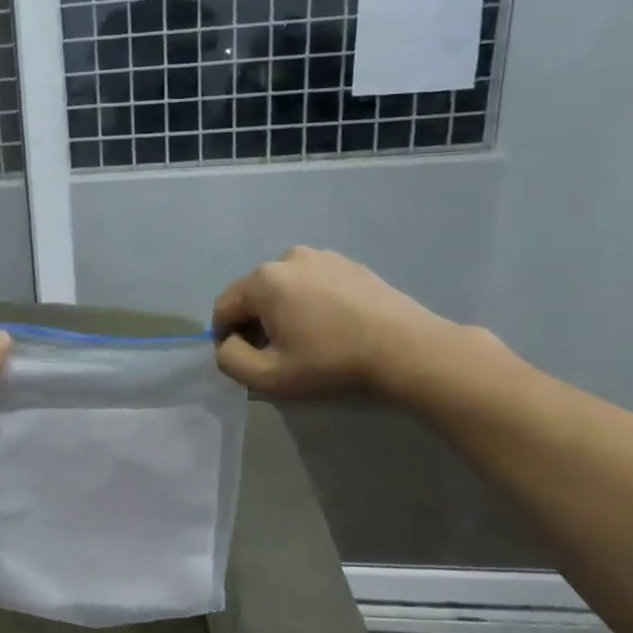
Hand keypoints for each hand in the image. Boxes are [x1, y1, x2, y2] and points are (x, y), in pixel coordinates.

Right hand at [211, 247, 456, 398]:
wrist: (408, 350)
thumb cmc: (332, 363)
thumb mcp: (269, 376)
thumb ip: (230, 360)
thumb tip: (229, 343)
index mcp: (264, 279)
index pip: (224, 308)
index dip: (227, 338)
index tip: (250, 361)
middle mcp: (288, 258)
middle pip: (253, 295)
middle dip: (257, 323)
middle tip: (281, 355)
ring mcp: (322, 256)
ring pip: (284, 289)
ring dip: (284, 312)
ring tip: (309, 341)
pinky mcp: (349, 264)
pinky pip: (313, 284)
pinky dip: (311, 303)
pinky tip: (333, 328)